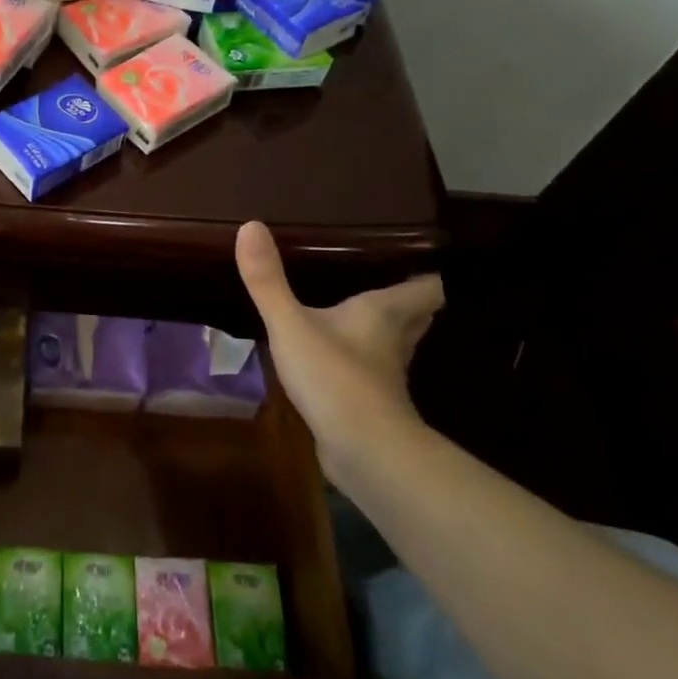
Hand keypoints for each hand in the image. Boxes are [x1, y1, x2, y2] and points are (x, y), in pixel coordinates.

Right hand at [235, 220, 443, 486]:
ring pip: (396, 344)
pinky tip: (337, 355)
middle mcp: (394, 340)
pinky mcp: (372, 403)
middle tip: (383, 276)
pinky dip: (362, 359)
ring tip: (357, 310)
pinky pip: (373, 371)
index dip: (426, 271)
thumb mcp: (290, 324)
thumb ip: (267, 280)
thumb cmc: (335, 376)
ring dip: (386, 330)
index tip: (415, 253)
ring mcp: (386, 375)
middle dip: (407, 299)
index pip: (427, 287)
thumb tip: (250, 225)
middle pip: (416, 315)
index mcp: (384, 313)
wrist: (363, 452)